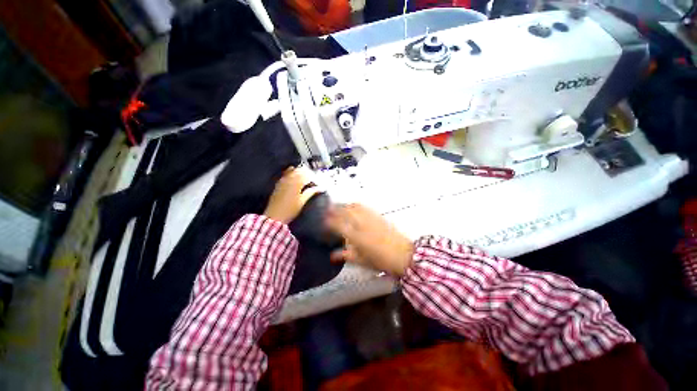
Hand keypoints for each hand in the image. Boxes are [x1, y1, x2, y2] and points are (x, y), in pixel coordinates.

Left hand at [264, 167, 320, 223]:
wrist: (275, 216)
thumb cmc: (291, 210)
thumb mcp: (303, 201)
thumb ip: (311, 192)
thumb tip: (320, 188)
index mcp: (296, 183)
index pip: (307, 176)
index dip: (314, 178)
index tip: (318, 183)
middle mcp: (289, 179)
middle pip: (300, 171)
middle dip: (307, 173)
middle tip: (312, 178)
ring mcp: (282, 181)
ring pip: (292, 171)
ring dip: (299, 171)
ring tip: (304, 175)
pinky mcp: (278, 184)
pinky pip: (285, 174)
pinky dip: (290, 171)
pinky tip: (292, 172)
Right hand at [325, 204, 413, 276]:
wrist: (403, 254)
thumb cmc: (381, 261)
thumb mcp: (361, 261)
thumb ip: (346, 255)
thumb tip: (332, 255)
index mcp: (356, 237)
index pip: (339, 225)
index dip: (329, 221)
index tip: (323, 220)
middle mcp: (362, 225)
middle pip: (345, 212)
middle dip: (335, 209)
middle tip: (328, 209)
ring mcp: (370, 218)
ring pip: (354, 207)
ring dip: (345, 205)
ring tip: (339, 206)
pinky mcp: (378, 216)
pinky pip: (364, 207)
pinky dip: (356, 205)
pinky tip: (354, 206)